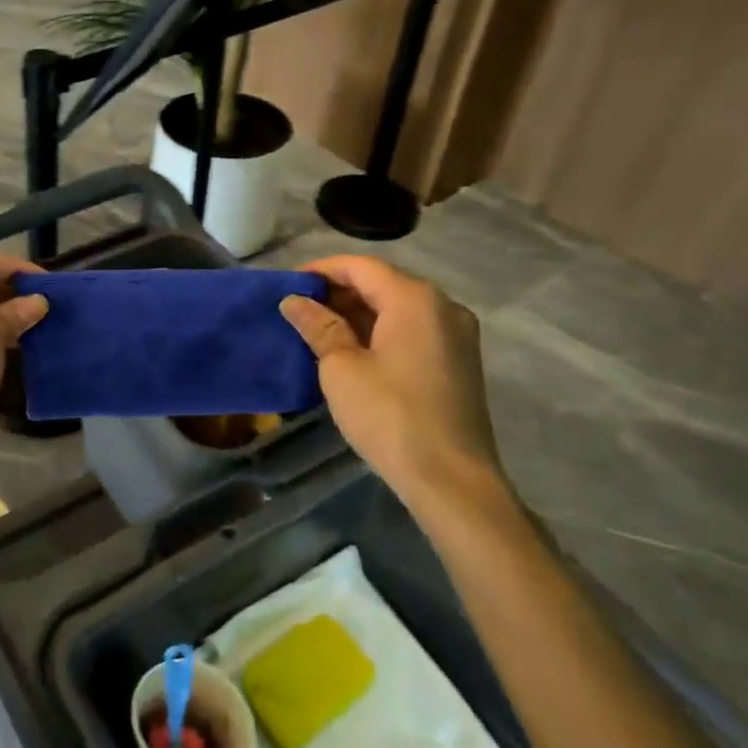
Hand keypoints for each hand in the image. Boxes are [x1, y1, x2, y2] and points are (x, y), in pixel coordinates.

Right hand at [280, 256, 511, 522]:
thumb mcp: (342, 368)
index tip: (287, 286)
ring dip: (358, 313)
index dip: (321, 271)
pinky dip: (381, 331)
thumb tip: (294, 301)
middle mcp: (443, 306)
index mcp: (415, 299)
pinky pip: (413, 330)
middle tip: (298, 310)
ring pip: (398, 308)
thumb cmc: (390, 416)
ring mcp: (457, 335)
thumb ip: (318, 326)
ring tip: (318, 331)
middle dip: (338, 292)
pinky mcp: (459, 362)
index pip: (360, 266)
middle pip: (382, 283)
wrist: (451, 480)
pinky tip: (353, 351)